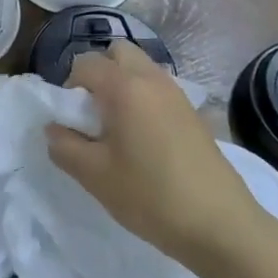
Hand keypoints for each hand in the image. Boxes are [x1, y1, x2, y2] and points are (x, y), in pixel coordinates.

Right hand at [46, 40, 265, 266]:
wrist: (222, 226)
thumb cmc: (151, 195)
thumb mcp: (94, 175)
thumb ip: (63, 146)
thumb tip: (55, 129)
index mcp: (124, 87)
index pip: (85, 63)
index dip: (70, 87)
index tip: (73, 121)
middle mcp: (152, 79)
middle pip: (118, 52)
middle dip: (99, 73)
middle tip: (95, 114)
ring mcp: (178, 95)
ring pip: (141, 69)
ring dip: (123, 85)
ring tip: (118, 129)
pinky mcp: (194, 114)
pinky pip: (159, 89)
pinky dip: (144, 100)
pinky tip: (145, 142)